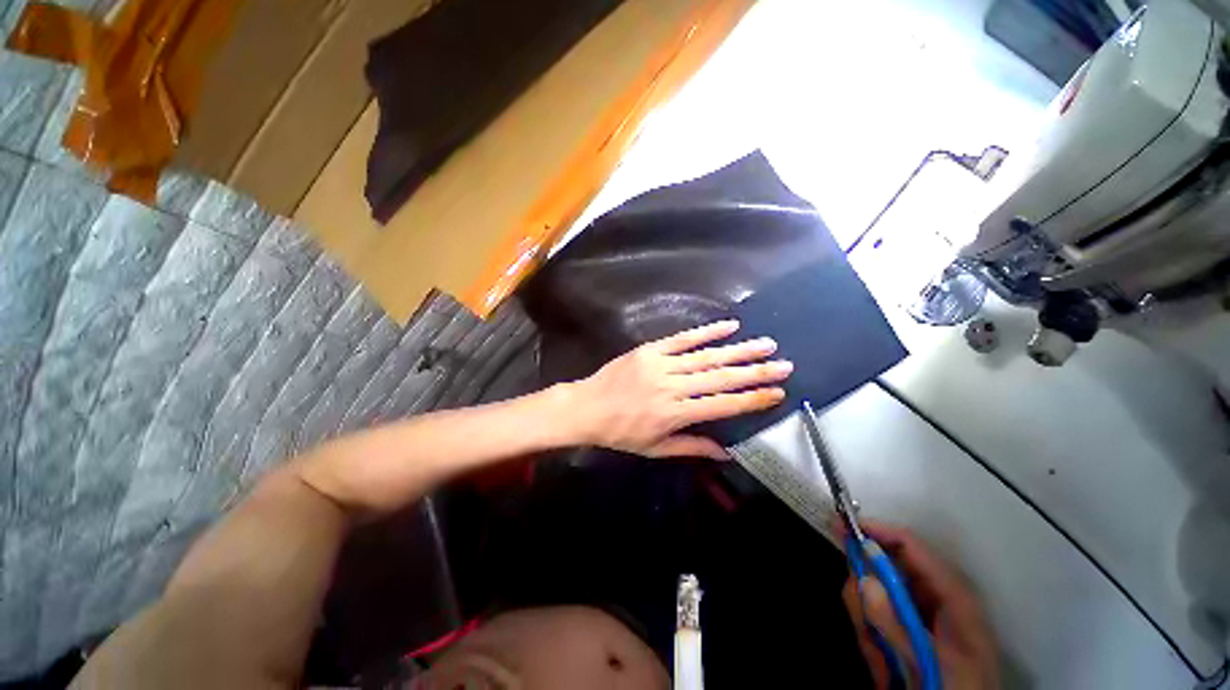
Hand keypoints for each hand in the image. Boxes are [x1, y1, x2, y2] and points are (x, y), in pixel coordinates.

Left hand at [564, 320, 790, 459]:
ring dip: (738, 350)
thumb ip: (692, 447)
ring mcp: (661, 364)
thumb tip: (727, 453)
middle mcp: (672, 387)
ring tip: (765, 344)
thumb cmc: (621, 432)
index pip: (721, 405)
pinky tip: (729, 326)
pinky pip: (682, 339)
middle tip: (783, 364)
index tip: (777, 393)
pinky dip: (706, 332)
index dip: (751, 399)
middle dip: (755, 372)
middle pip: (720, 378)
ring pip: (705, 356)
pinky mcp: (651, 349)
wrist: (588, 407)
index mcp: (674, 414)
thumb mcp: (655, 449)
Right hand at [841, 522, 998, 689]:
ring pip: (871, 595)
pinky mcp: (903, 629)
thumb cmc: (960, 688)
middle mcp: (931, 596)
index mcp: (950, 593)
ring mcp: (915, 613)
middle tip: (864, 626)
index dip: (875, 530)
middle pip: (882, 570)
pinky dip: (869, 639)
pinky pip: (872, 617)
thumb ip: (897, 624)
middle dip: (864, 595)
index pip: (909, 545)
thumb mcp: (931, 660)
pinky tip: (883, 666)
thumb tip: (863, 580)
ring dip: (867, 624)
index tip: (840, 526)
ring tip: (882, 662)